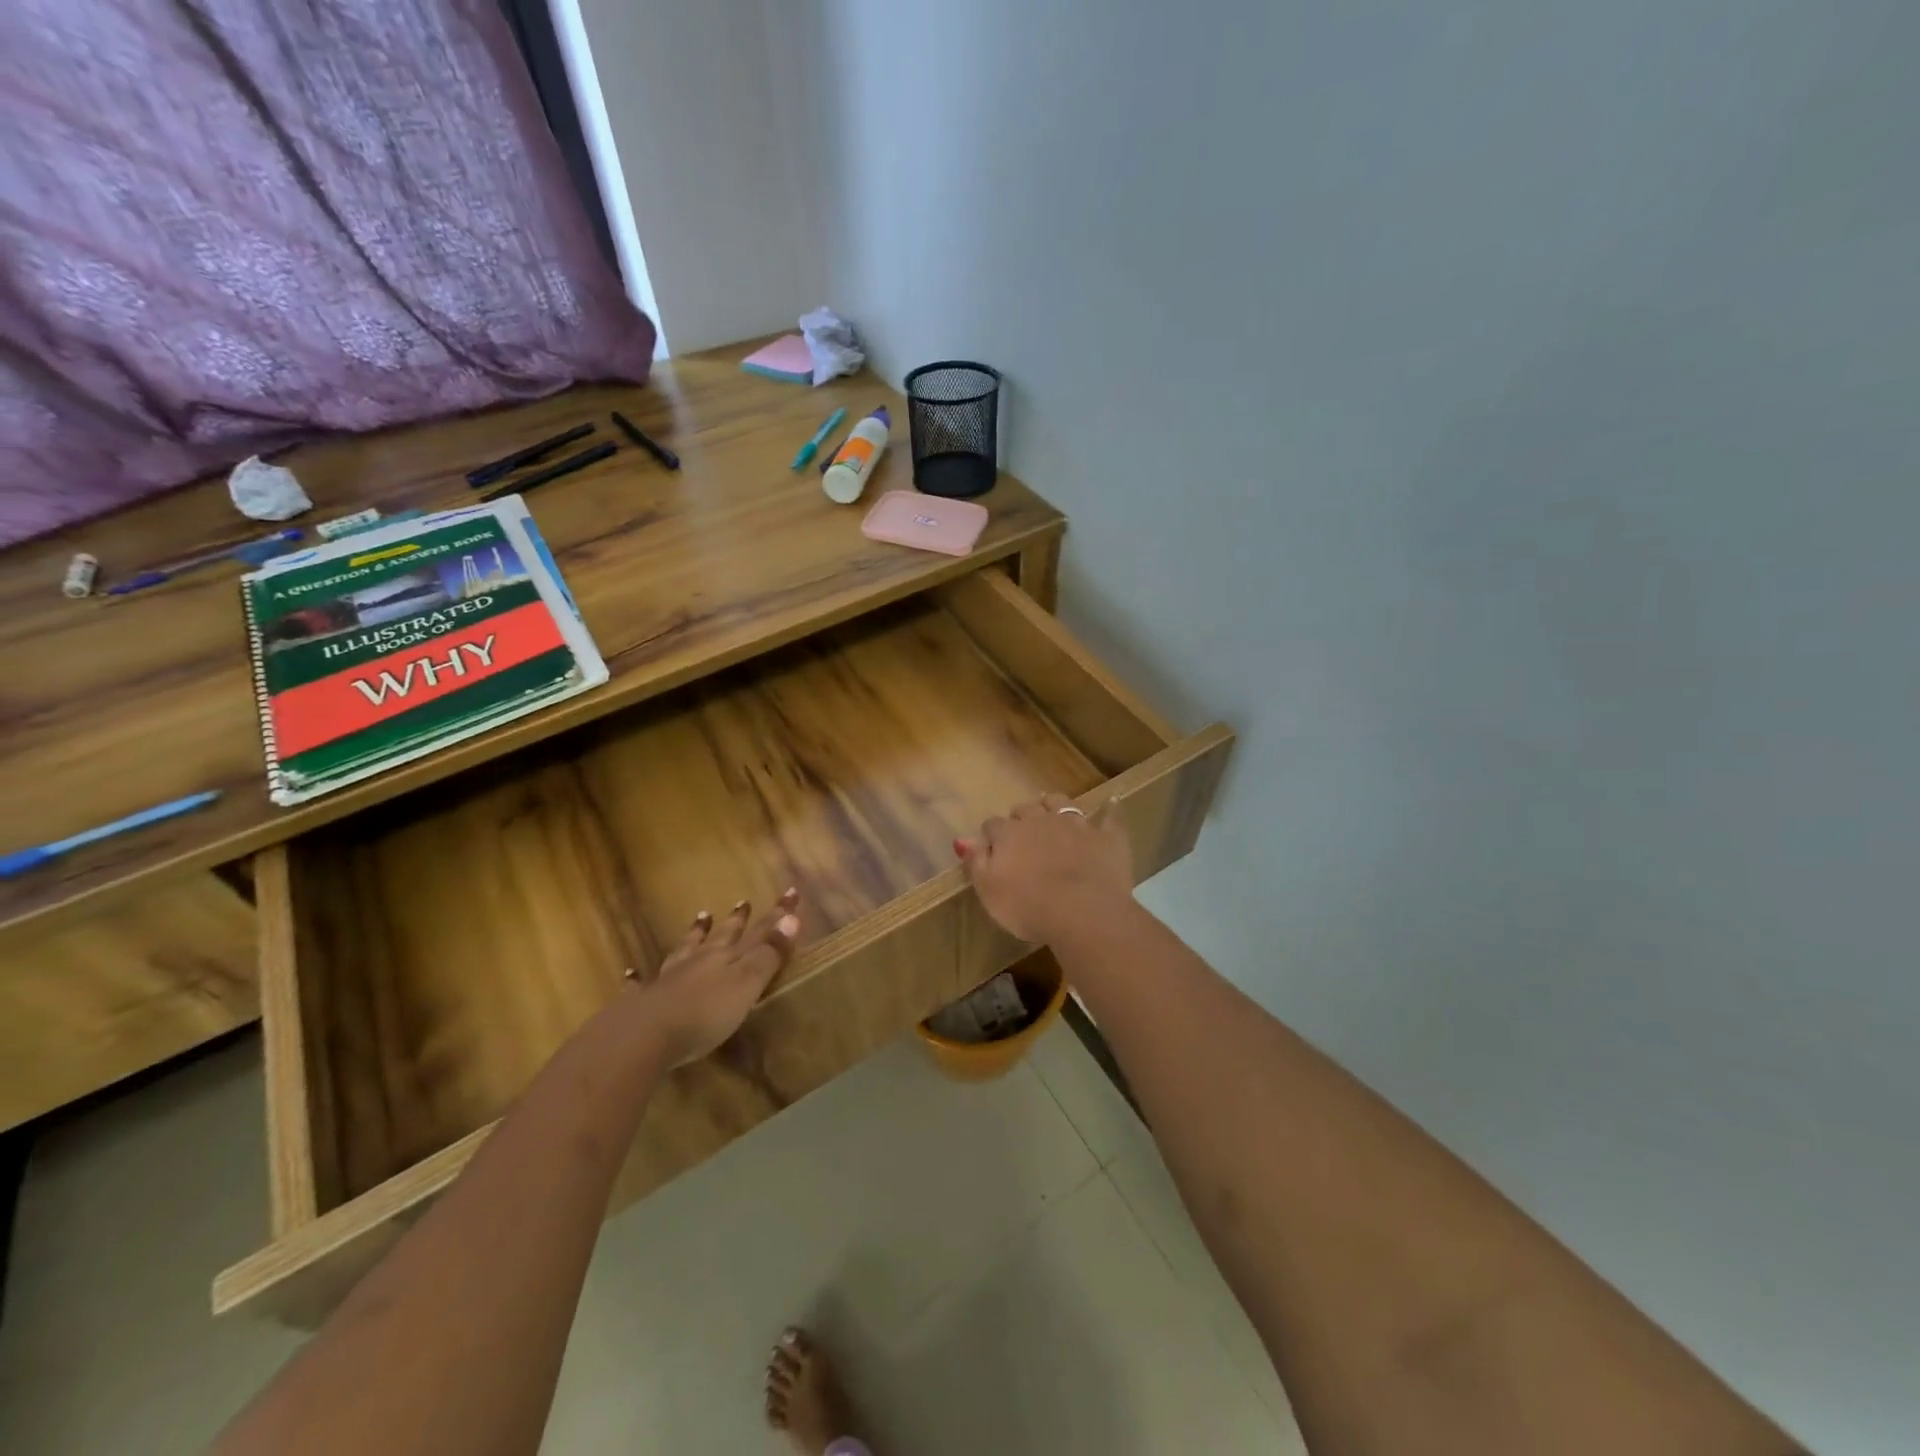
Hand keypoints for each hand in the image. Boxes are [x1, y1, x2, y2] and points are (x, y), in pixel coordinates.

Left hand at [625, 889, 800, 1065]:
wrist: (644, 1035)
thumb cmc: (705, 1012)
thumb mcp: (746, 983)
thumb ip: (769, 953)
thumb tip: (793, 918)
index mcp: (726, 956)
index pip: (758, 931)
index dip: (777, 914)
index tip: (791, 892)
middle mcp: (699, 961)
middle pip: (721, 936)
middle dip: (735, 921)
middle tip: (742, 903)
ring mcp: (669, 979)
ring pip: (685, 950)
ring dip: (694, 935)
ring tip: (700, 919)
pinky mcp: (644, 1001)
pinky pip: (641, 984)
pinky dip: (639, 978)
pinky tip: (631, 973)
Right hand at [955, 794, 1132, 943]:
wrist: (1082, 911)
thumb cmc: (1028, 907)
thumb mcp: (989, 891)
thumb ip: (975, 862)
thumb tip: (961, 839)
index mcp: (1009, 834)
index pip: (993, 826)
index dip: (992, 836)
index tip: (992, 848)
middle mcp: (1040, 820)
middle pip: (1026, 809)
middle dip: (1022, 817)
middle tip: (1023, 834)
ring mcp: (1076, 825)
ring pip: (1060, 803)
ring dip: (1054, 805)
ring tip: (1052, 811)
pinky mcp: (1106, 836)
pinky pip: (1109, 816)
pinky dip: (1109, 810)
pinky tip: (1112, 803)